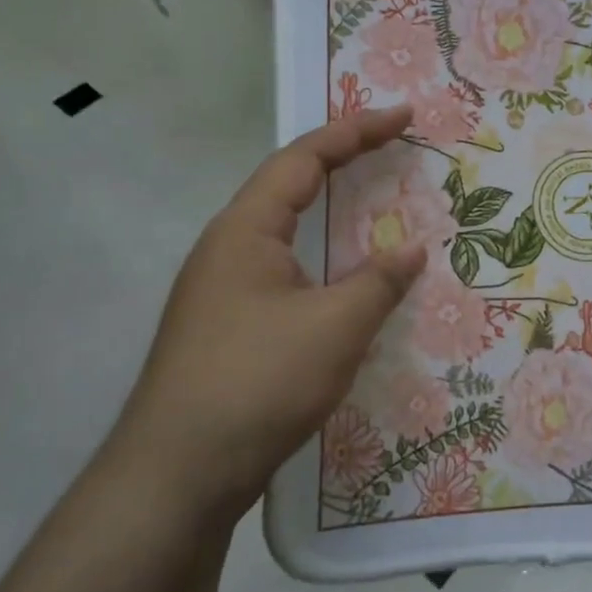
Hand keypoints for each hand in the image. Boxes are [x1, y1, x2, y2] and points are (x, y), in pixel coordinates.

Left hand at [110, 106, 425, 508]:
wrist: (179, 476)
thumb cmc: (257, 382)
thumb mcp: (334, 327)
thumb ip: (379, 282)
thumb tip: (412, 249)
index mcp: (246, 231)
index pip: (304, 160)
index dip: (356, 131)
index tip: (403, 116)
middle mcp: (228, 250)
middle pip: (290, 187)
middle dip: (344, 163)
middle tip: (393, 150)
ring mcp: (225, 293)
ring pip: (288, 235)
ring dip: (333, 215)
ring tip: (377, 209)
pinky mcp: (231, 330)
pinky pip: (287, 275)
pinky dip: (325, 263)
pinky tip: (347, 286)